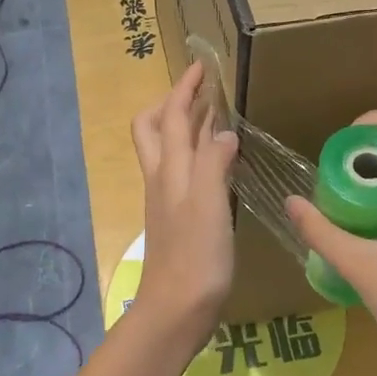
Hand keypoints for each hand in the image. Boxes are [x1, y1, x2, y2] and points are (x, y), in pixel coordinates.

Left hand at [130, 61, 238, 341]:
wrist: (177, 309)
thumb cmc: (195, 257)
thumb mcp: (208, 205)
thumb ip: (213, 163)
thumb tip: (222, 131)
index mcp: (169, 170)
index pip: (172, 117)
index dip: (184, 89)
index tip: (202, 66)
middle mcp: (163, 178)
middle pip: (154, 128)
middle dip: (172, 103)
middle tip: (201, 92)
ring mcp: (167, 199)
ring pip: (167, 150)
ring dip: (184, 127)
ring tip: (213, 117)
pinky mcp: (177, 218)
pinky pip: (182, 171)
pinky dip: (196, 154)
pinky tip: (217, 162)